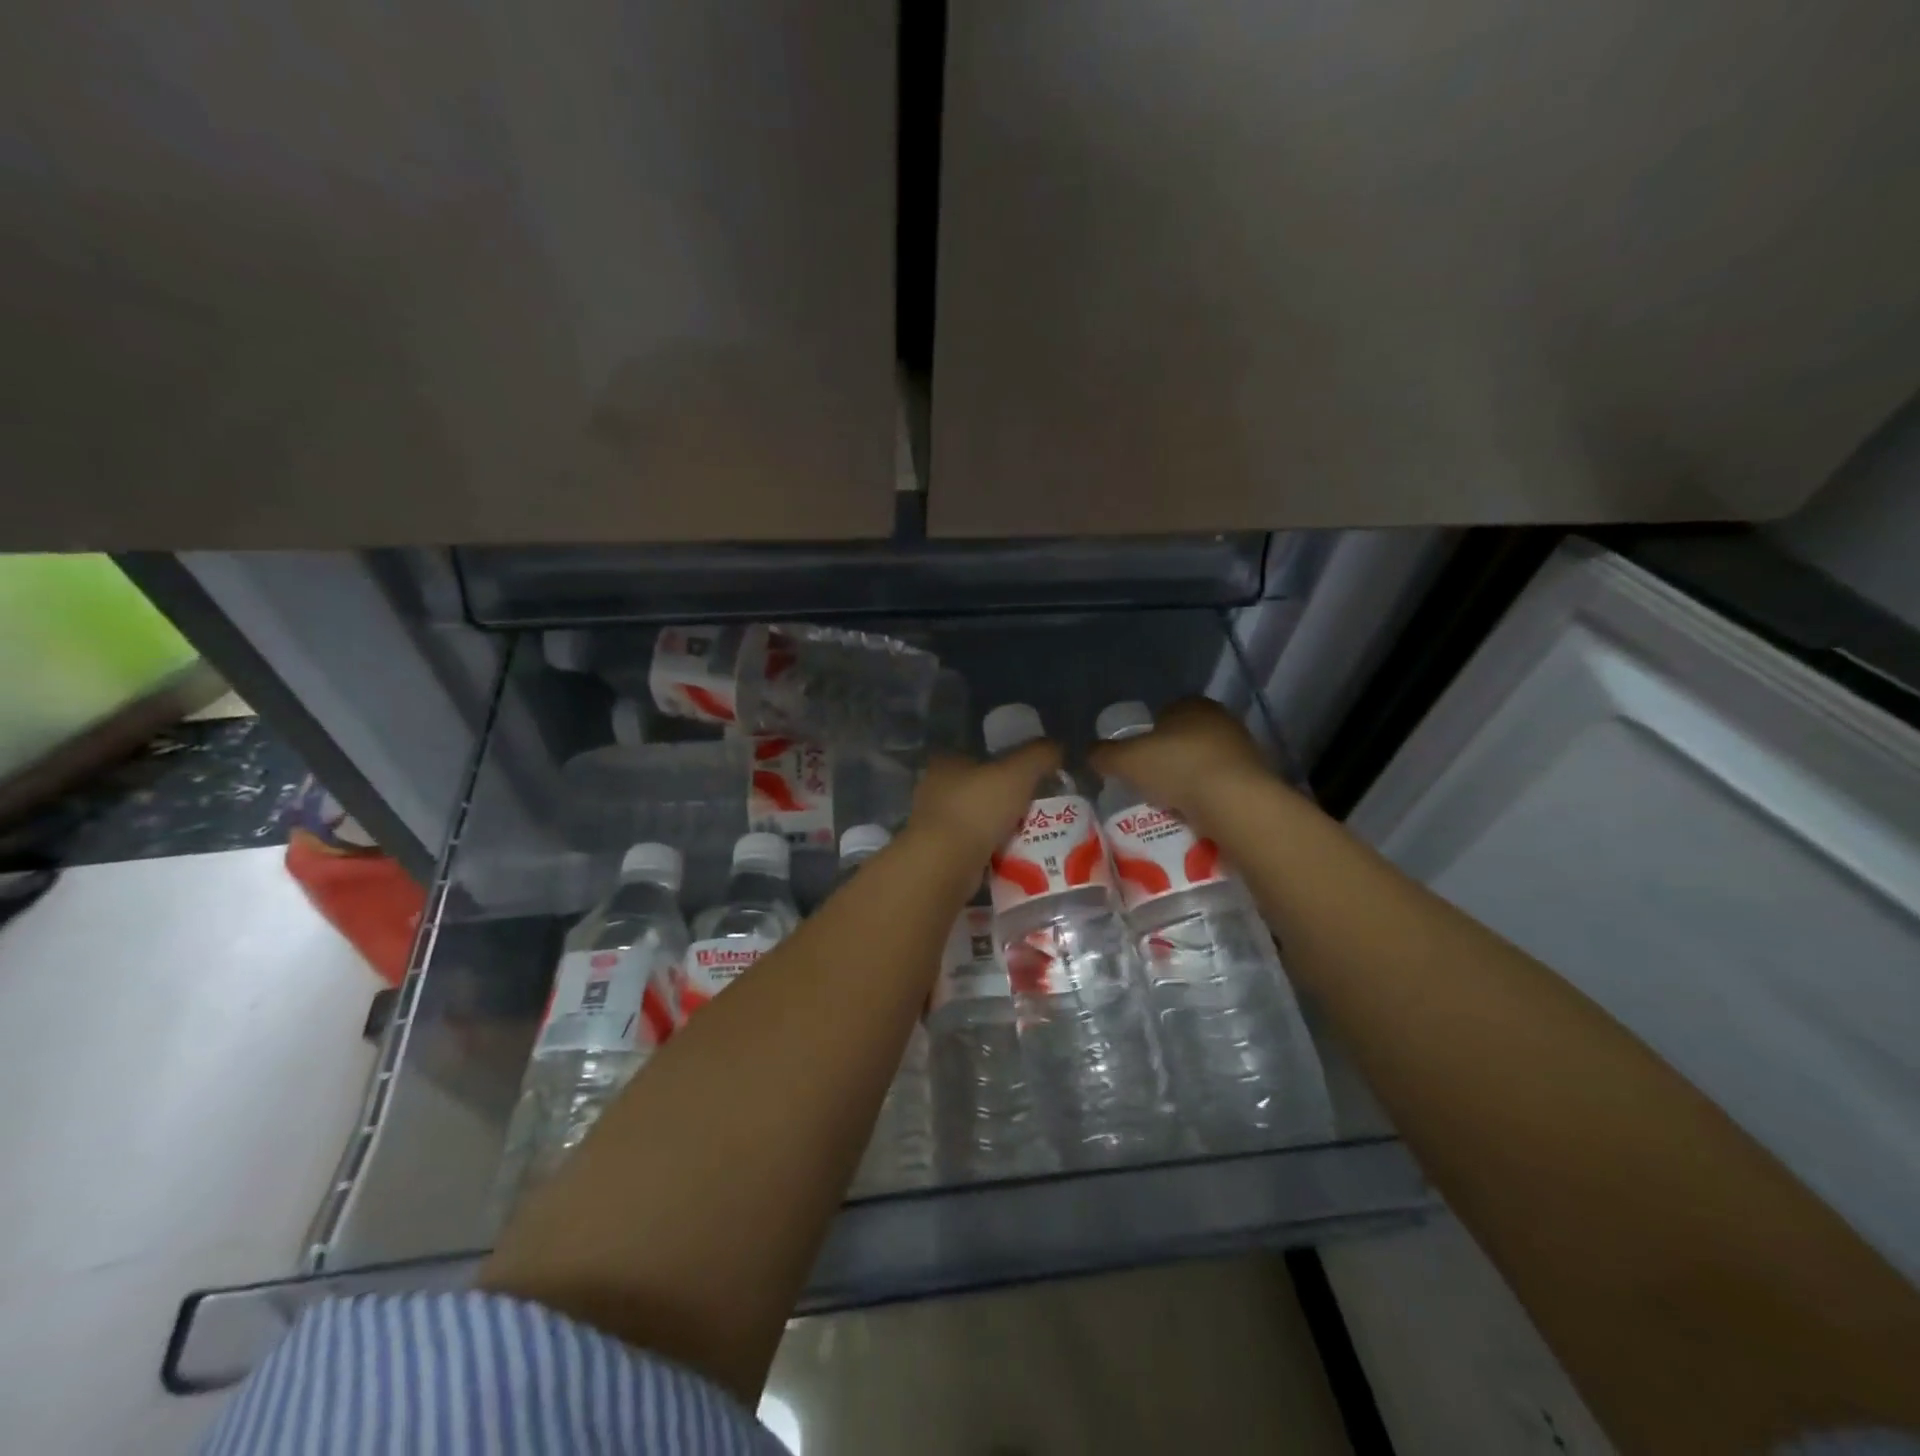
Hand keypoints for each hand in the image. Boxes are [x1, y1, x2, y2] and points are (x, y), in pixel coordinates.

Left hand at [907, 741, 1062, 867]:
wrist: (946, 863)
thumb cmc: (978, 808)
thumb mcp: (1018, 772)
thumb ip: (1039, 755)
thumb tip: (1056, 747)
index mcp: (947, 763)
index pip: (977, 756)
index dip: (1003, 764)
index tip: (1029, 778)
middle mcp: (934, 790)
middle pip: (978, 790)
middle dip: (1005, 800)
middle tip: (1037, 809)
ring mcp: (934, 824)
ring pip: (976, 821)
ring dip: (999, 828)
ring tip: (1032, 835)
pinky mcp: (939, 854)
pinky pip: (974, 848)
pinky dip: (992, 851)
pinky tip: (1014, 857)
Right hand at [1087, 697, 1274, 827]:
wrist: (1234, 802)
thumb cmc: (1176, 767)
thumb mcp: (1125, 760)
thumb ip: (1104, 754)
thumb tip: (1088, 752)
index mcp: (1191, 704)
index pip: (1165, 712)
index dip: (1147, 733)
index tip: (1136, 757)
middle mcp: (1220, 718)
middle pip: (1186, 736)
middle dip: (1169, 755)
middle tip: (1149, 780)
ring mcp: (1243, 747)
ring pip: (1206, 760)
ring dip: (1190, 776)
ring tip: (1170, 800)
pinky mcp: (1256, 777)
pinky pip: (1222, 783)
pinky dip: (1208, 794)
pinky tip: (1195, 811)